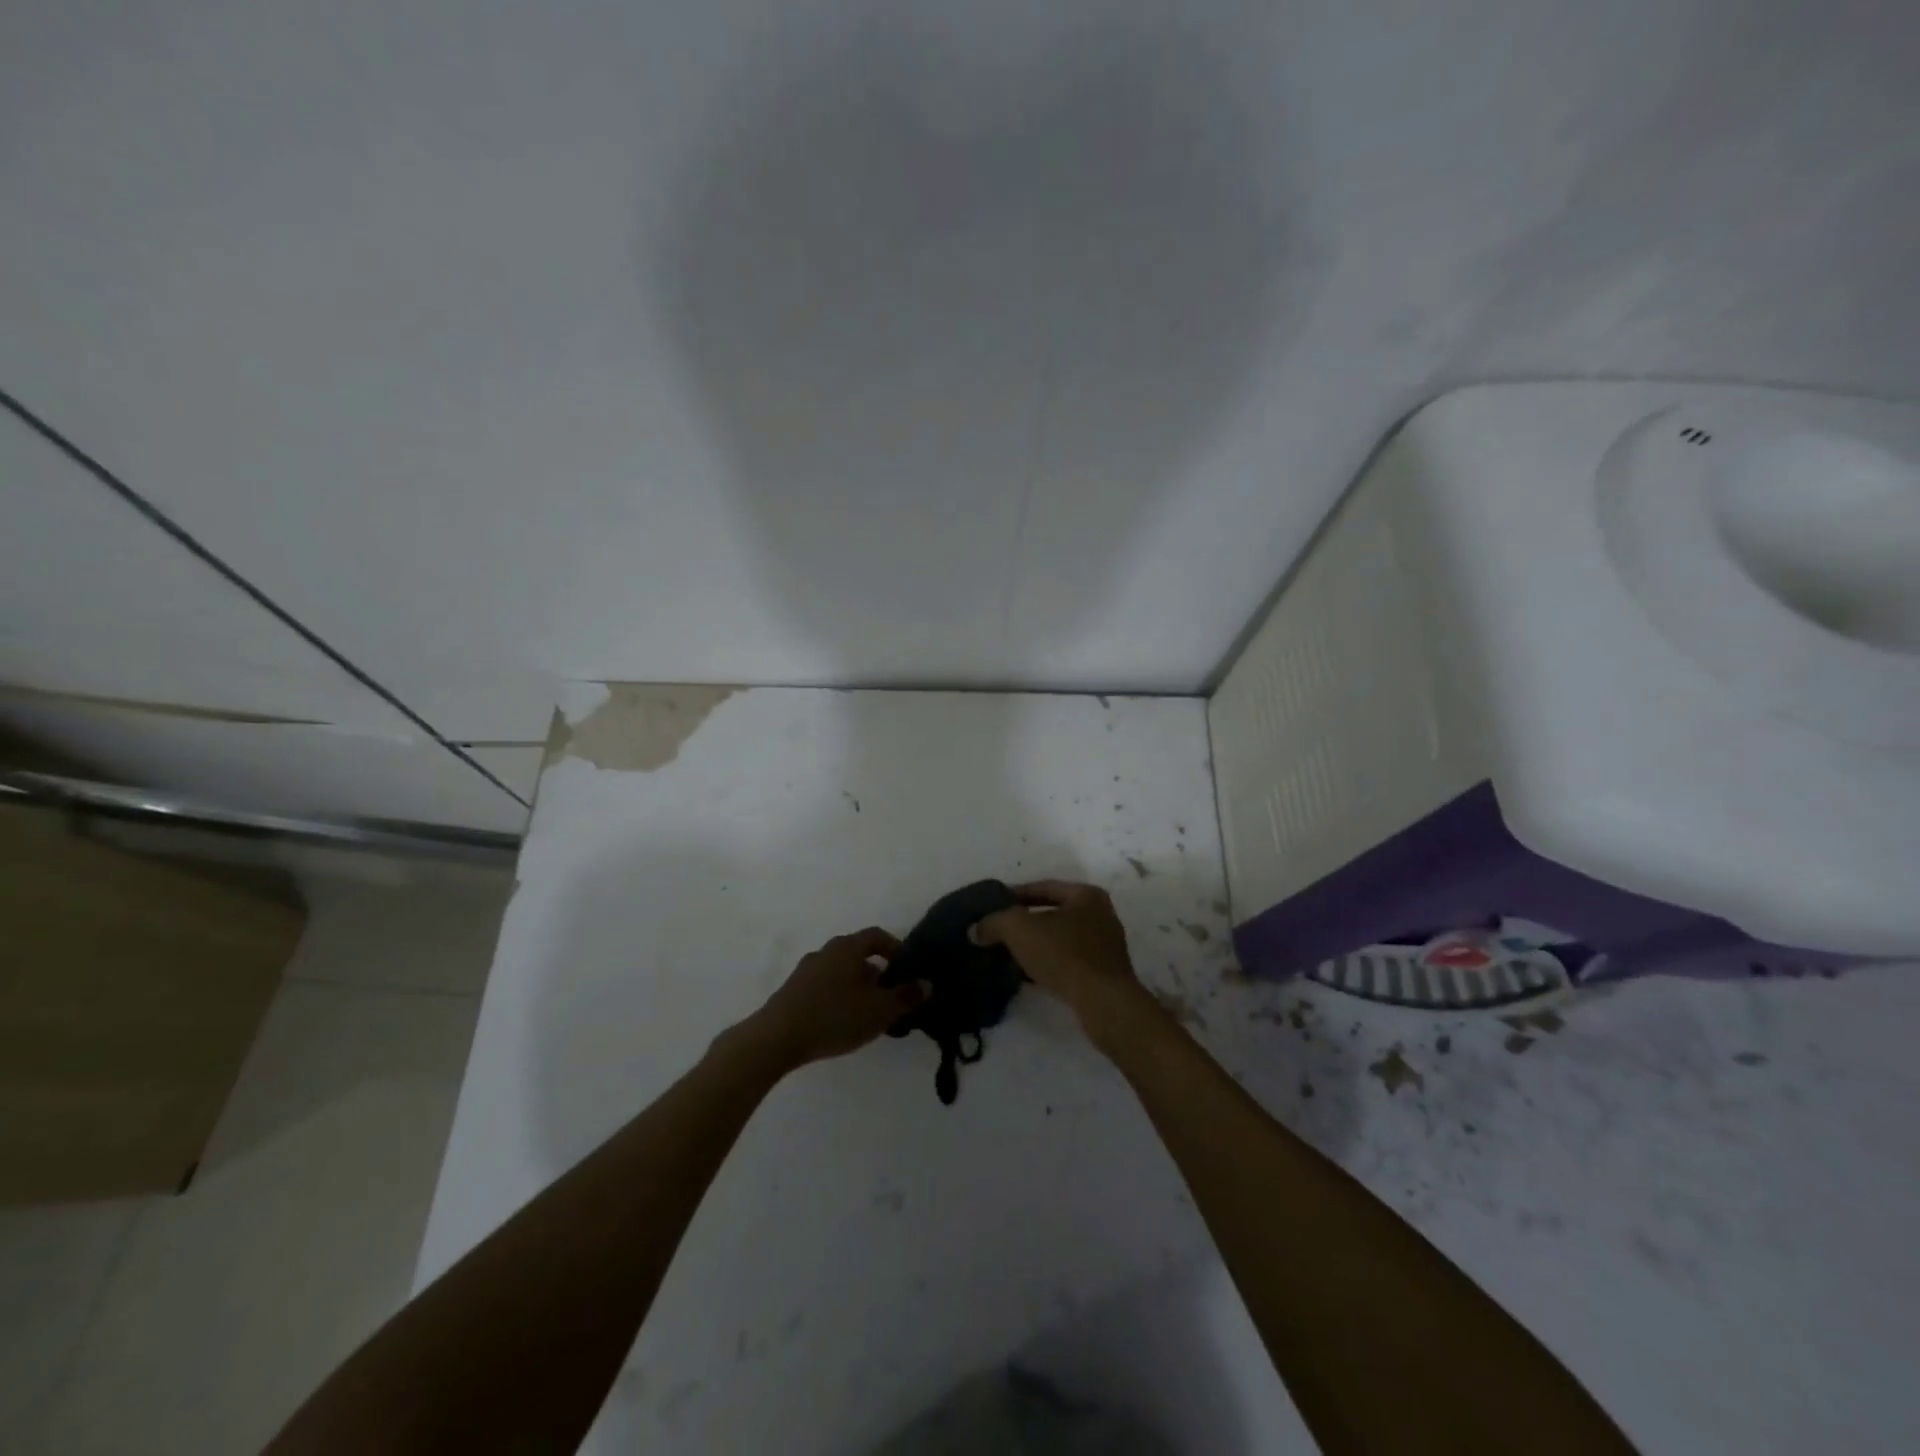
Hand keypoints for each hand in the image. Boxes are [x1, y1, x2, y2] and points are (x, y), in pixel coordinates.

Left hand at [733, 927, 923, 1071]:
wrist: (776, 1038)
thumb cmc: (834, 1017)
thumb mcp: (879, 1010)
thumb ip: (906, 997)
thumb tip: (927, 984)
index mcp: (847, 947)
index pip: (877, 936)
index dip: (896, 949)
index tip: (907, 969)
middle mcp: (826, 951)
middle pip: (858, 954)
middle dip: (877, 972)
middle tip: (890, 996)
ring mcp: (805, 970)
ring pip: (840, 971)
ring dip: (857, 986)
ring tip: (868, 1014)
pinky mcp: (792, 990)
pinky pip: (824, 985)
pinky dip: (838, 996)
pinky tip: (842, 1022)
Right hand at [970, 881, 1154, 1042]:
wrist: (1103, 1003)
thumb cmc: (1064, 954)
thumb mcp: (1019, 929)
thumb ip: (994, 922)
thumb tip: (976, 929)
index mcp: (1086, 895)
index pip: (1044, 887)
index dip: (1014, 895)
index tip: (992, 906)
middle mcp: (1101, 915)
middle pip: (1053, 913)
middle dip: (1024, 922)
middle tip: (997, 930)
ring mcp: (1105, 946)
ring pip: (1060, 938)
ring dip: (1035, 945)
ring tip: (1007, 954)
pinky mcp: (1104, 973)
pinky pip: (1068, 961)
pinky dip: (1047, 963)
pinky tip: (1027, 975)